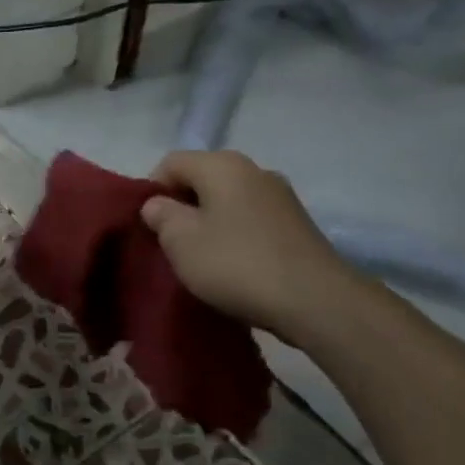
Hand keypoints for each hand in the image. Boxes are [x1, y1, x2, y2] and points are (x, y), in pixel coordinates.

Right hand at [140, 150, 358, 346]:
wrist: (316, 301)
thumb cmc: (237, 264)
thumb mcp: (181, 241)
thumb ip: (161, 215)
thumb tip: (157, 203)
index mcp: (222, 164)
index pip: (171, 163)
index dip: (151, 190)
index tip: (148, 226)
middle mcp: (254, 169)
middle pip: (202, 178)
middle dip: (182, 206)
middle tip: (170, 243)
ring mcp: (281, 196)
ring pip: (228, 200)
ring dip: (209, 222)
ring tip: (201, 257)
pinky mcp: (297, 224)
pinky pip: (251, 219)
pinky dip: (235, 235)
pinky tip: (233, 264)